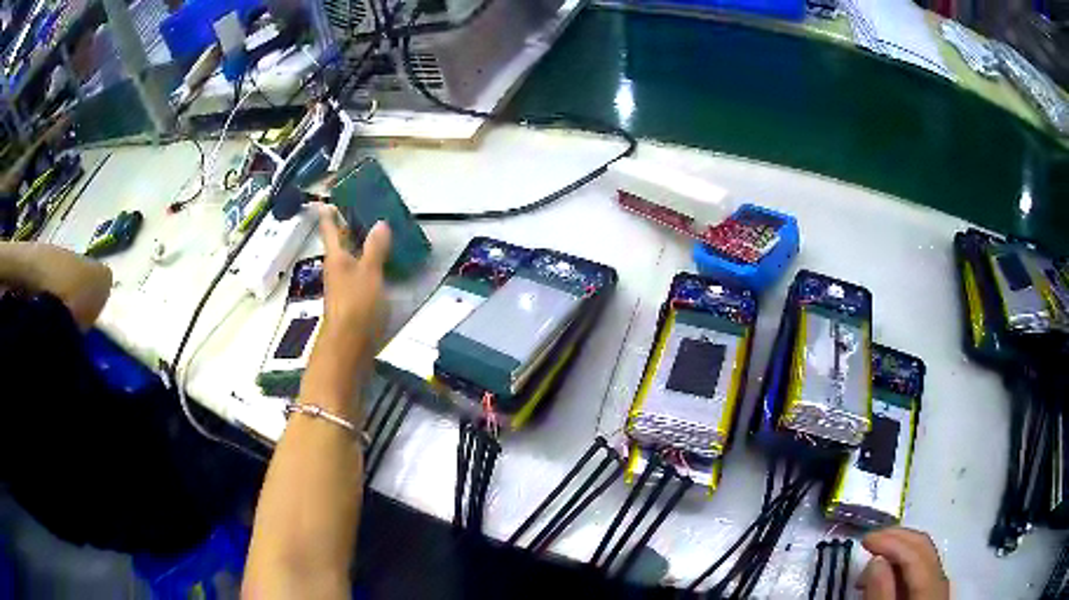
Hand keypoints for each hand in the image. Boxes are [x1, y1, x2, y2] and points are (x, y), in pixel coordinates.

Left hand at [314, 203, 391, 366]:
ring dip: (355, 248)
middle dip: (343, 230)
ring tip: (370, 236)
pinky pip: (356, 276)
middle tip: (353, 213)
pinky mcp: (350, 302)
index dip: (329, 216)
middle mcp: (335, 270)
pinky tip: (376, 268)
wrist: (348, 347)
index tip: (324, 202)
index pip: (331, 231)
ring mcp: (341, 288)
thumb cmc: (356, 305)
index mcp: (337, 258)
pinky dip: (363, 266)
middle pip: (337, 246)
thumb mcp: (370, 273)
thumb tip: (380, 223)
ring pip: (347, 261)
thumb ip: (376, 249)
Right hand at [858, 528, 949, 599]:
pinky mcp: (933, 595)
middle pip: (923, 548)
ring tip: (873, 562)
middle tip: (869, 542)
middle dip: (897, 539)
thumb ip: (881, 595)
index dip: (891, 540)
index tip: (864, 540)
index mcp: (931, 586)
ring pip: (923, 556)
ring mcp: (938, 587)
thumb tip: (876, 560)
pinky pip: (921, 570)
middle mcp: (940, 579)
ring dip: (899, 551)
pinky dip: (904, 566)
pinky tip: (888, 575)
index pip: (915, 552)